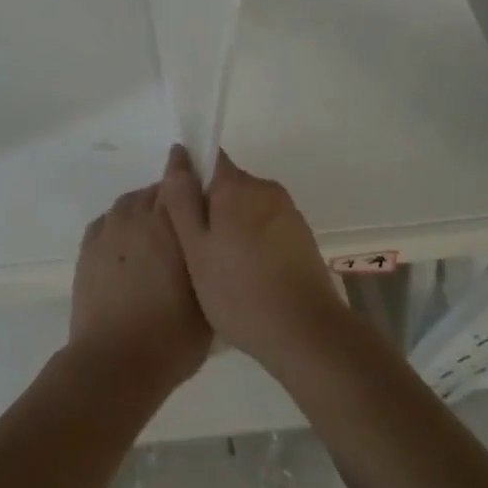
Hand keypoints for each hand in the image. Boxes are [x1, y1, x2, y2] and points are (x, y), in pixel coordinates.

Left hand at [67, 183, 211, 400]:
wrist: (114, 363)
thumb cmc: (172, 337)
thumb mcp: (209, 298)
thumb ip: (208, 258)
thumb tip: (209, 240)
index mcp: (169, 223)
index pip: (179, 179)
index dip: (188, 173)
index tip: (197, 173)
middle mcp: (136, 216)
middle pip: (155, 192)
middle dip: (169, 201)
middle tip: (180, 227)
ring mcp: (108, 230)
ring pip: (130, 204)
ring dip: (143, 212)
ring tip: (152, 240)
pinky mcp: (87, 246)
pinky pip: (108, 222)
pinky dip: (119, 228)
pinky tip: (126, 250)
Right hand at [160, 145, 348, 369]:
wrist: (308, 335)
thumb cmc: (240, 292)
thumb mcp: (196, 249)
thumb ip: (182, 199)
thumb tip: (179, 153)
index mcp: (236, 186)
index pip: (208, 158)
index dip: (190, 179)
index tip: (182, 214)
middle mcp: (264, 188)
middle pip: (227, 184)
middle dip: (210, 209)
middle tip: (197, 252)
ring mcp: (288, 211)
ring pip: (246, 207)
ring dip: (231, 227)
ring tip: (222, 270)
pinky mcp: (302, 236)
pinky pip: (266, 226)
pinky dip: (253, 242)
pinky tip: (248, 277)